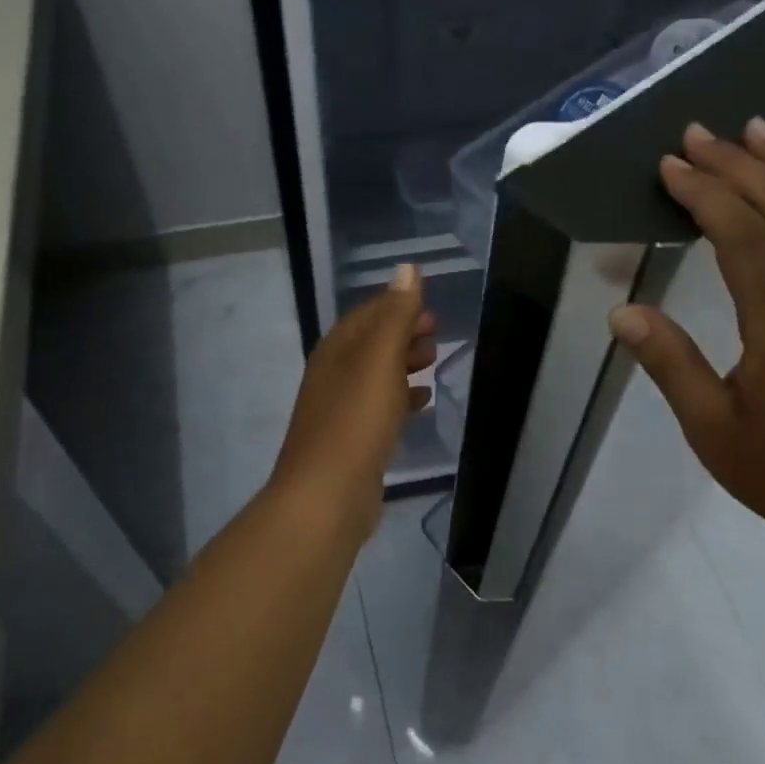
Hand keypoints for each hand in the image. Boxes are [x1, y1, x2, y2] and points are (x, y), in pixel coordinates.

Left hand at [269, 264, 435, 541]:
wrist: (326, 495)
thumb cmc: (356, 420)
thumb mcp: (380, 359)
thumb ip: (395, 314)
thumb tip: (407, 268)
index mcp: (337, 349)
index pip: (369, 313)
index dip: (399, 305)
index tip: (431, 310)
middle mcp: (334, 373)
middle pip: (372, 342)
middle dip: (404, 333)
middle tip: (437, 335)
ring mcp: (341, 408)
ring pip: (377, 374)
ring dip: (404, 363)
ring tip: (433, 361)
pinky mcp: (353, 439)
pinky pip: (380, 406)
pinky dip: (401, 397)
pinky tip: (421, 401)